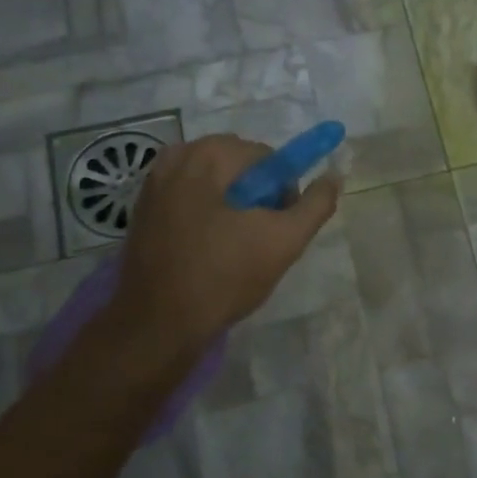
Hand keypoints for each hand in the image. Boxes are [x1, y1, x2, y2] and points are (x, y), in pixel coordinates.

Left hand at [113, 134, 340, 344]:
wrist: (157, 323)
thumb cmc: (224, 276)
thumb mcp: (284, 241)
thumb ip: (315, 204)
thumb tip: (334, 176)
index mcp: (208, 154)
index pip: (268, 158)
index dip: (283, 192)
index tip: (279, 227)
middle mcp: (176, 157)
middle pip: (239, 168)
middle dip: (257, 198)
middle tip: (259, 240)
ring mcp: (153, 183)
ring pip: (215, 185)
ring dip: (233, 209)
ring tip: (235, 249)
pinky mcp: (142, 210)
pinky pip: (191, 201)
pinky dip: (207, 218)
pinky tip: (208, 253)